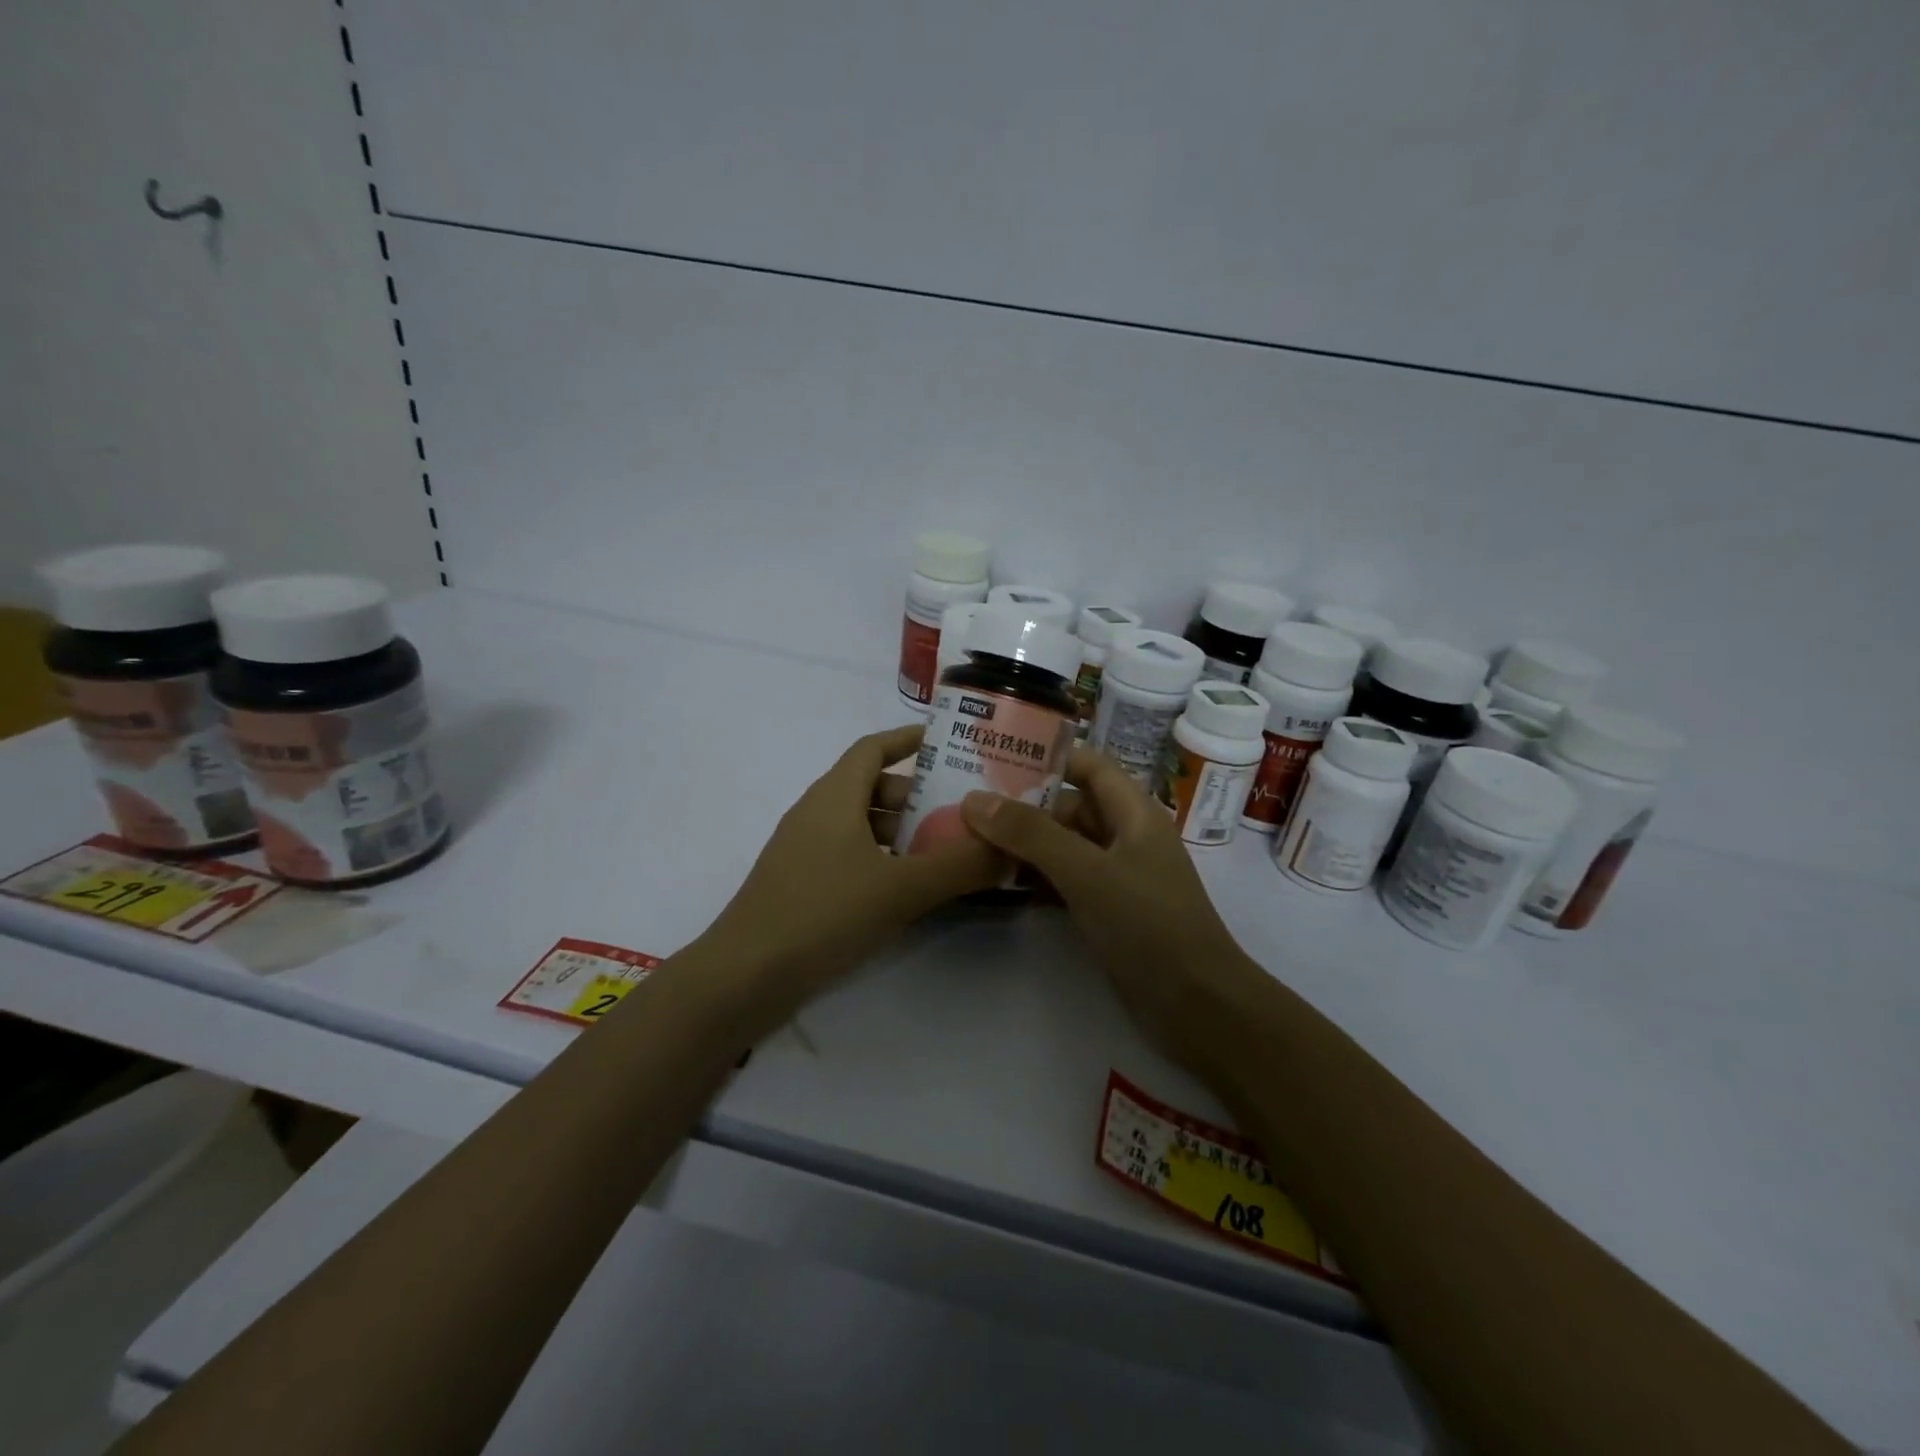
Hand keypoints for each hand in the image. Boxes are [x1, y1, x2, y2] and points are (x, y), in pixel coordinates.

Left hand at [703, 725, 1003, 1018]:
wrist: (744, 977)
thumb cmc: (823, 913)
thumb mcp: (900, 888)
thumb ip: (959, 866)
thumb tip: (1011, 847)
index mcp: (834, 796)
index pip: (873, 748)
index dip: (909, 739)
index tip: (949, 743)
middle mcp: (817, 813)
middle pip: (872, 787)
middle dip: (918, 794)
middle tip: (964, 807)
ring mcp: (805, 851)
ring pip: (862, 825)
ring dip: (902, 831)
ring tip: (948, 849)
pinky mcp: (801, 885)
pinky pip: (851, 856)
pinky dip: (883, 860)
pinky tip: (910, 888)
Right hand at [961, 748, 1261, 1069]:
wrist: (1198, 1006)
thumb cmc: (1149, 925)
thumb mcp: (1087, 872)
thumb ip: (1032, 834)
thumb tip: (974, 800)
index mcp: (1133, 811)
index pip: (1088, 764)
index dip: (1047, 756)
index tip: (994, 757)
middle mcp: (1125, 835)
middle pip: (1069, 806)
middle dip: (1022, 805)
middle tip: (966, 807)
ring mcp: (1117, 874)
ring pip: (1064, 845)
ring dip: (1024, 844)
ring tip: (969, 841)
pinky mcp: (1109, 909)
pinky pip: (1065, 880)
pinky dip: (1035, 878)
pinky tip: (998, 884)